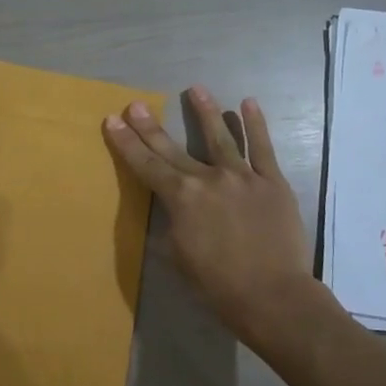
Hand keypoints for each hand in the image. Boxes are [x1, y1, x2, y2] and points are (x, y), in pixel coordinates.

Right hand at [104, 87, 311, 332]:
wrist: (272, 296)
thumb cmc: (218, 285)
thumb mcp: (178, 256)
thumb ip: (173, 225)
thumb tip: (174, 209)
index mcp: (181, 198)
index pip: (146, 165)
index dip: (127, 142)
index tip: (113, 120)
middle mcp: (207, 179)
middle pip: (173, 148)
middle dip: (151, 126)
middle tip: (137, 104)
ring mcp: (242, 177)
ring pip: (221, 137)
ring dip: (206, 111)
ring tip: (196, 89)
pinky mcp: (272, 182)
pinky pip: (263, 148)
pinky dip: (255, 125)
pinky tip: (248, 103)